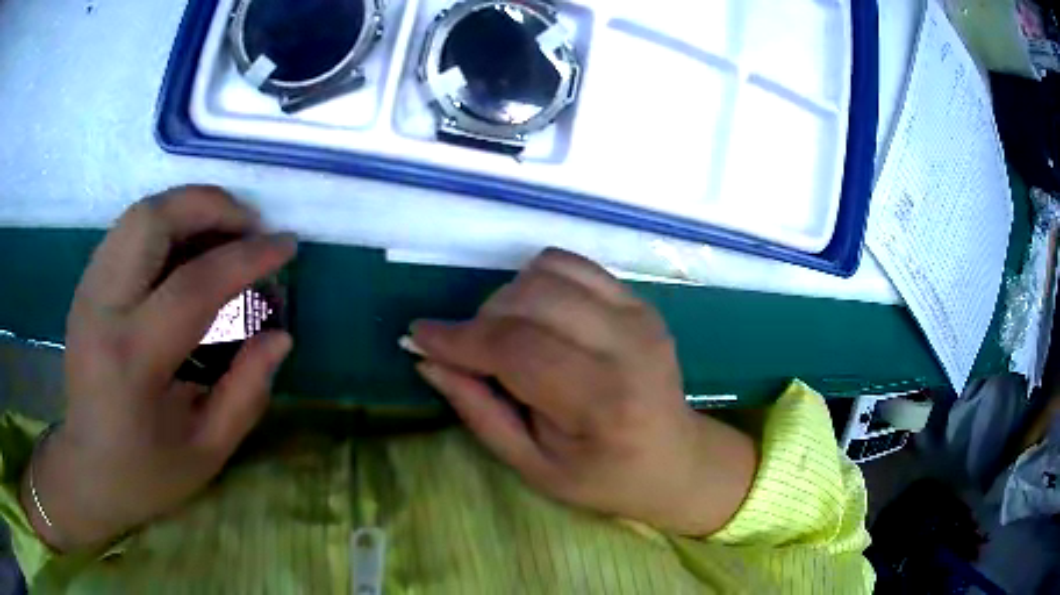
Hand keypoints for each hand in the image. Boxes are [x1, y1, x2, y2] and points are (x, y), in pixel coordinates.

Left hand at [21, 186, 296, 550]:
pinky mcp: (86, 283)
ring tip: (223, 233)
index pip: (192, 285)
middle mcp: (102, 308)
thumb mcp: (207, 451)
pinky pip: (129, 229)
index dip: (246, 257)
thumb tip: (280, 336)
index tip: (286, 245)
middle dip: (211, 206)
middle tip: (250, 227)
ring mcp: (88, 289)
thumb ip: (247, 392)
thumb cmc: (146, 472)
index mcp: (132, 361)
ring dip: (189, 208)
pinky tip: (188, 251)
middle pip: (154, 219)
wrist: (87, 469)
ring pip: (139, 213)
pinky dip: (167, 223)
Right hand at [411, 249, 755, 535]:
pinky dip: (538, 280)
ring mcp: (638, 314)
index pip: (517, 349)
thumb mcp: (532, 466)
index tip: (420, 335)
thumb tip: (428, 359)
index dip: (459, 339)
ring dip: (508, 298)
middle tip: (471, 353)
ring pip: (547, 271)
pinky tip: (538, 316)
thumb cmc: (602, 476)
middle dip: (481, 321)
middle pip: (529, 300)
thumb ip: (479, 410)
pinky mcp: (639, 299)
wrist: (674, 458)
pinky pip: (570, 263)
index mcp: (603, 402)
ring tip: (508, 337)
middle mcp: (627, 346)